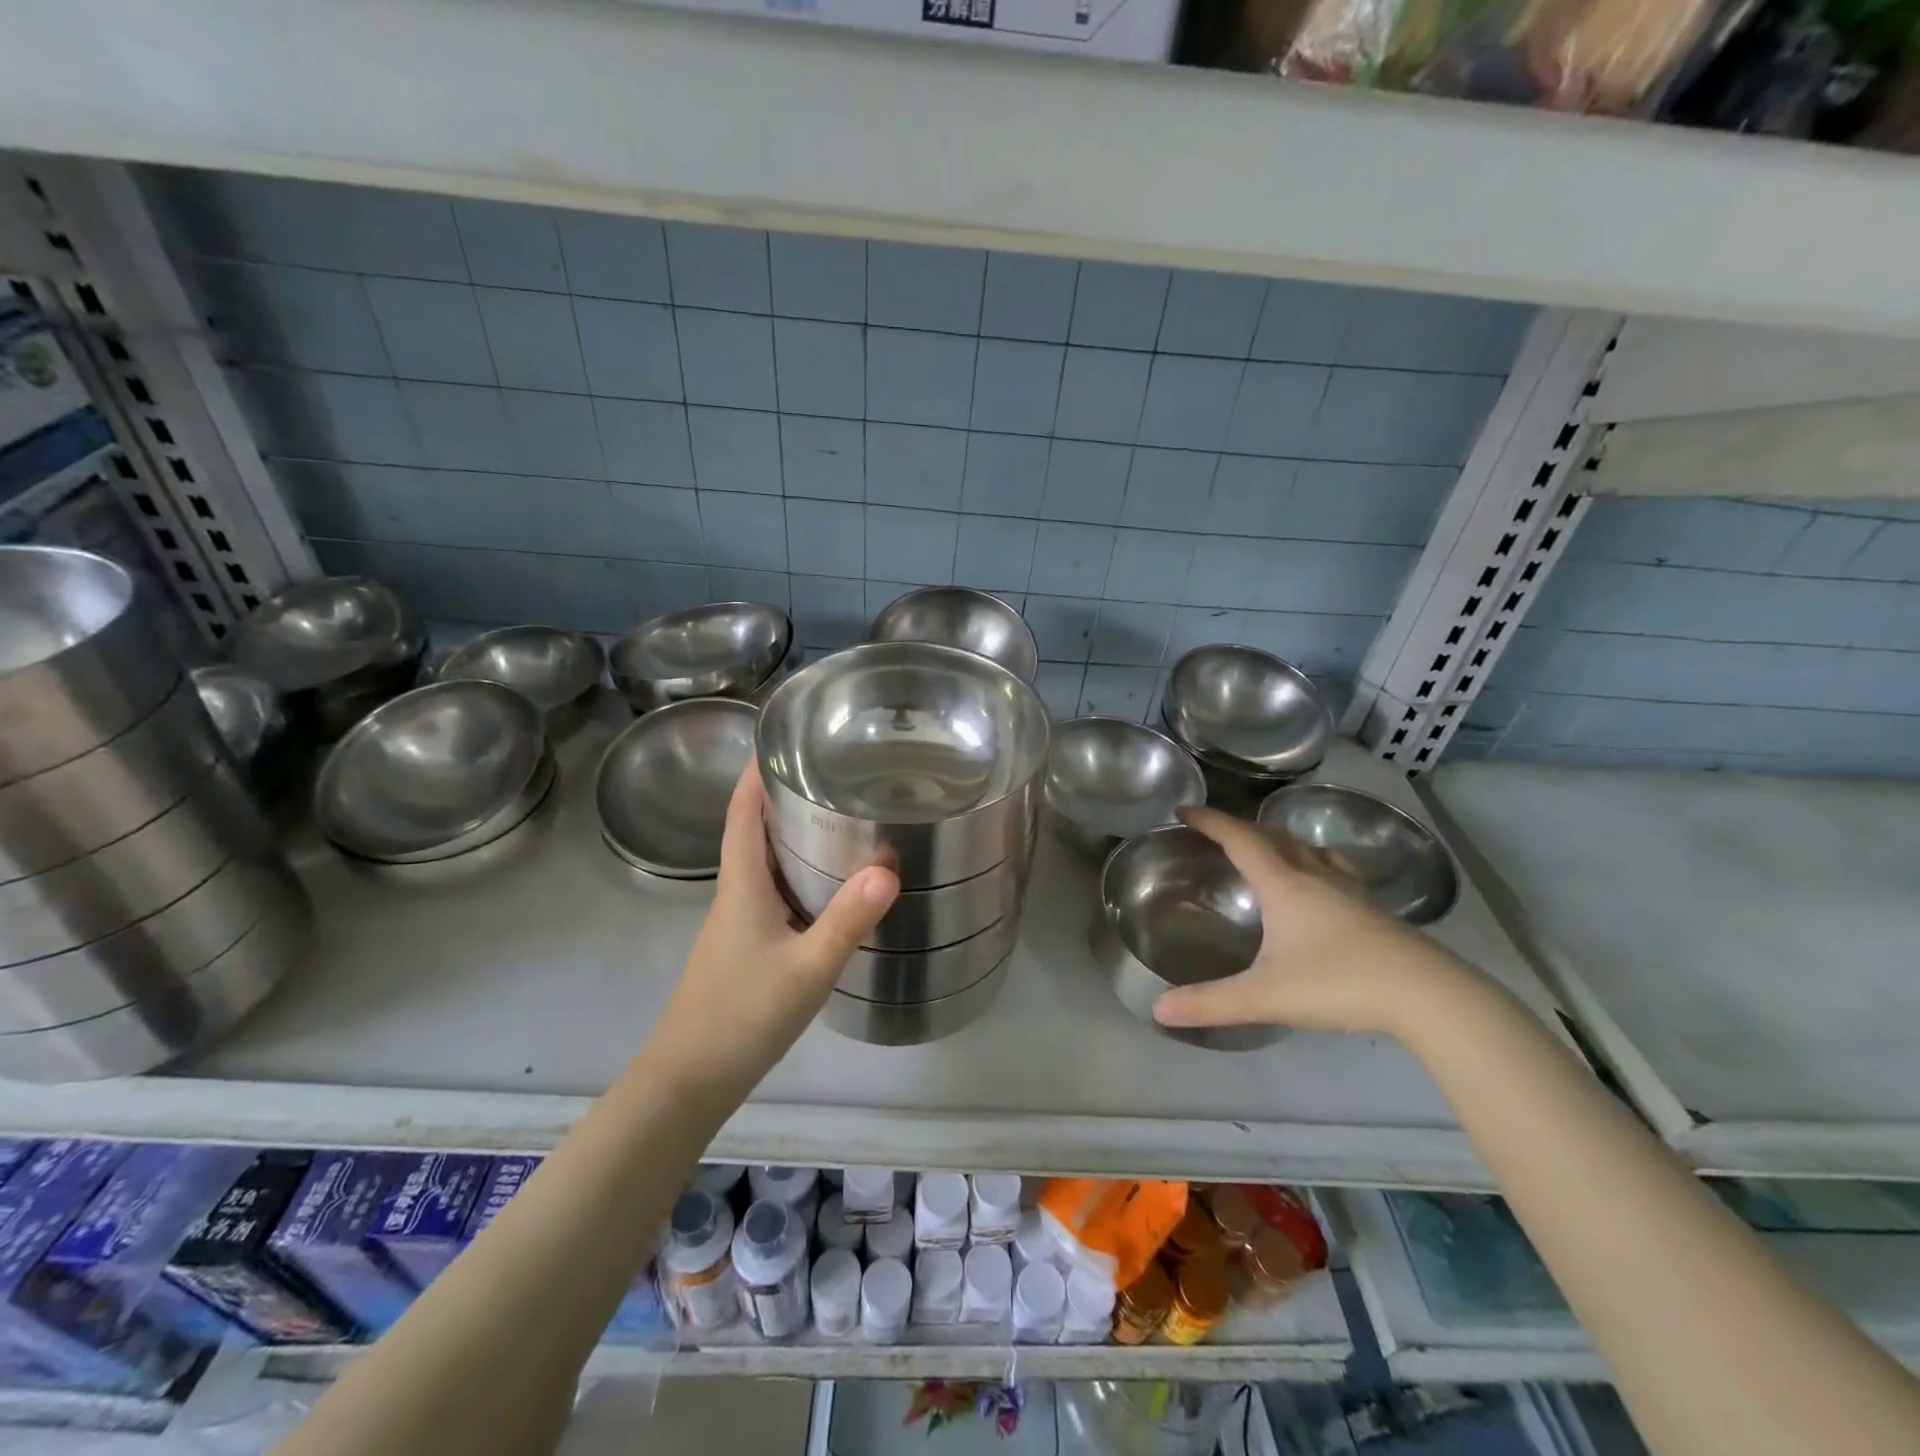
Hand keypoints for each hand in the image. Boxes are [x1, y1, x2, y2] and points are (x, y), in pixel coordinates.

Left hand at [648, 766, 897, 1086]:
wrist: (689, 1081)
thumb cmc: (741, 1016)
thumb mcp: (806, 969)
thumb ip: (847, 920)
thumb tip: (890, 868)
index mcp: (741, 884)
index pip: (743, 811)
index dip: (756, 771)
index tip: (783, 736)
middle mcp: (736, 893)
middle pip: (754, 829)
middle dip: (784, 795)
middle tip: (833, 771)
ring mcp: (739, 922)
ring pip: (766, 862)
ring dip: (793, 834)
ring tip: (840, 815)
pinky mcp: (748, 946)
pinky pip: (775, 892)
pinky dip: (799, 873)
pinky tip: (832, 885)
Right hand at [1150, 807, 1471, 1040]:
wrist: (1429, 997)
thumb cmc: (1340, 984)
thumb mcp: (1266, 996)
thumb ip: (1211, 1003)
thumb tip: (1158, 1009)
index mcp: (1284, 885)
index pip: (1239, 839)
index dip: (1210, 821)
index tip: (1184, 809)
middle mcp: (1316, 876)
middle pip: (1273, 837)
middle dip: (1240, 828)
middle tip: (1216, 833)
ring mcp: (1350, 891)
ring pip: (1308, 850)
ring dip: (1279, 841)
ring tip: (1265, 850)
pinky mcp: (1374, 911)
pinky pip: (1333, 870)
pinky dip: (1312, 863)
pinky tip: (1319, 888)